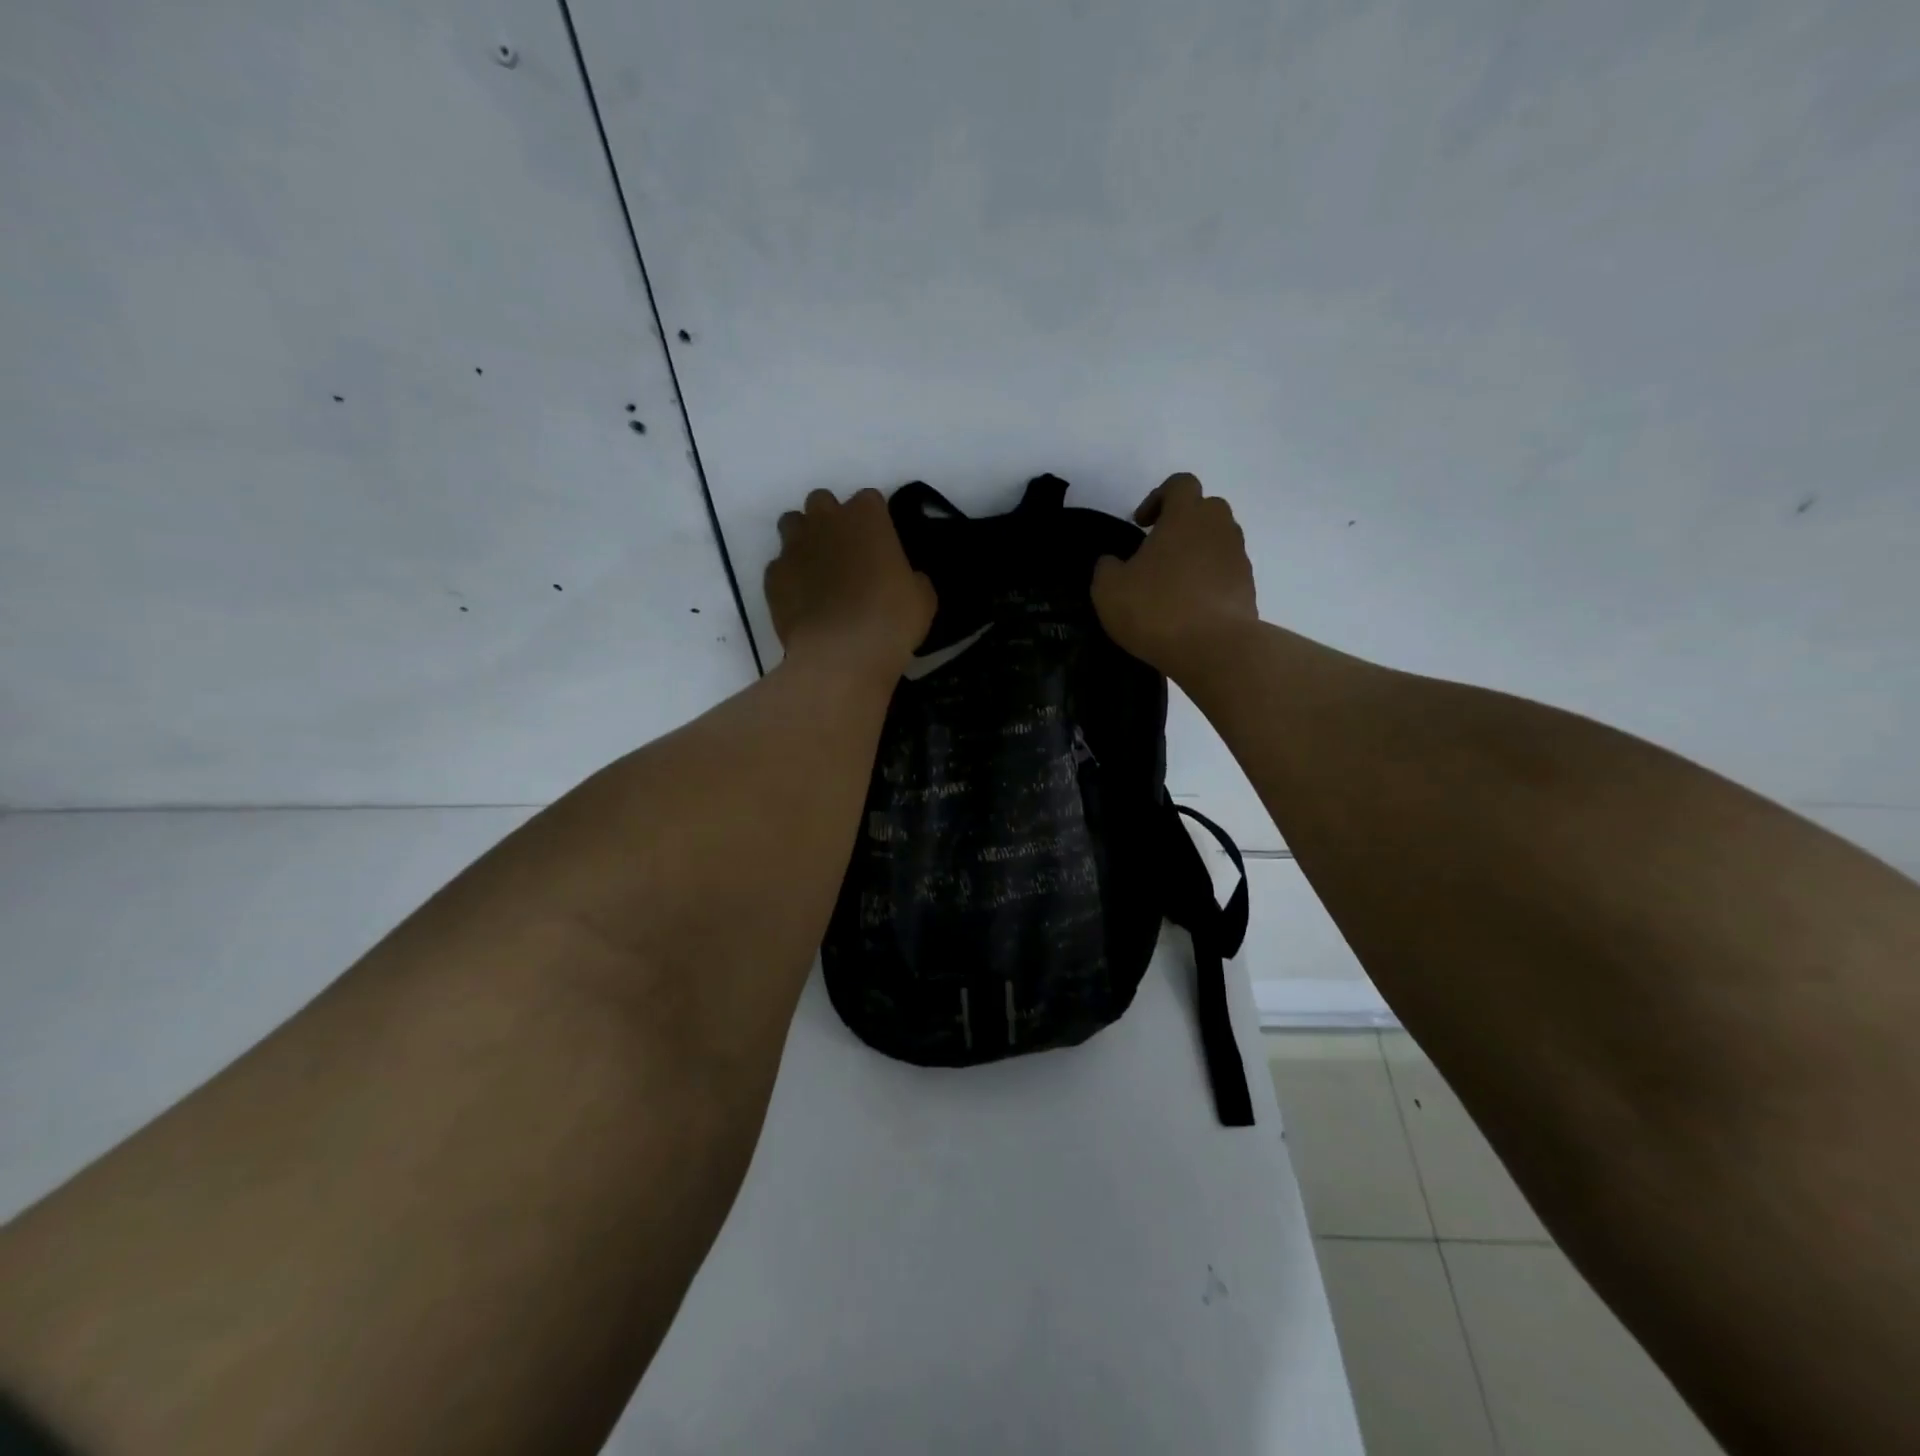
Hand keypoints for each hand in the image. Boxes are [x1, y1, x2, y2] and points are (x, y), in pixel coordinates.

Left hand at [766, 488, 936, 679]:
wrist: (842, 655)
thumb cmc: (892, 620)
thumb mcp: (922, 597)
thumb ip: (910, 576)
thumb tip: (903, 578)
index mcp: (866, 517)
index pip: (869, 500)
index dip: (874, 521)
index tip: (880, 544)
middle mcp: (825, 521)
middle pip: (822, 501)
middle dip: (831, 520)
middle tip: (846, 552)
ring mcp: (793, 547)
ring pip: (791, 524)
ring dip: (804, 539)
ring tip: (818, 570)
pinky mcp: (772, 577)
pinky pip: (779, 566)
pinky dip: (789, 577)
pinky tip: (803, 601)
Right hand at [1092, 473, 1258, 677]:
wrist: (1214, 649)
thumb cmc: (1156, 609)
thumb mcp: (1108, 589)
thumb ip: (1106, 567)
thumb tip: (1113, 562)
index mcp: (1186, 515)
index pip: (1180, 484)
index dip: (1158, 497)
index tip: (1141, 524)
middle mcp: (1219, 527)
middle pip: (1204, 509)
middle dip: (1181, 523)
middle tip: (1157, 551)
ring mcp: (1238, 557)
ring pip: (1217, 541)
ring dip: (1196, 553)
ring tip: (1172, 583)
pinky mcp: (1248, 588)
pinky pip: (1225, 572)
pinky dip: (1209, 581)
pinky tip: (1189, 608)